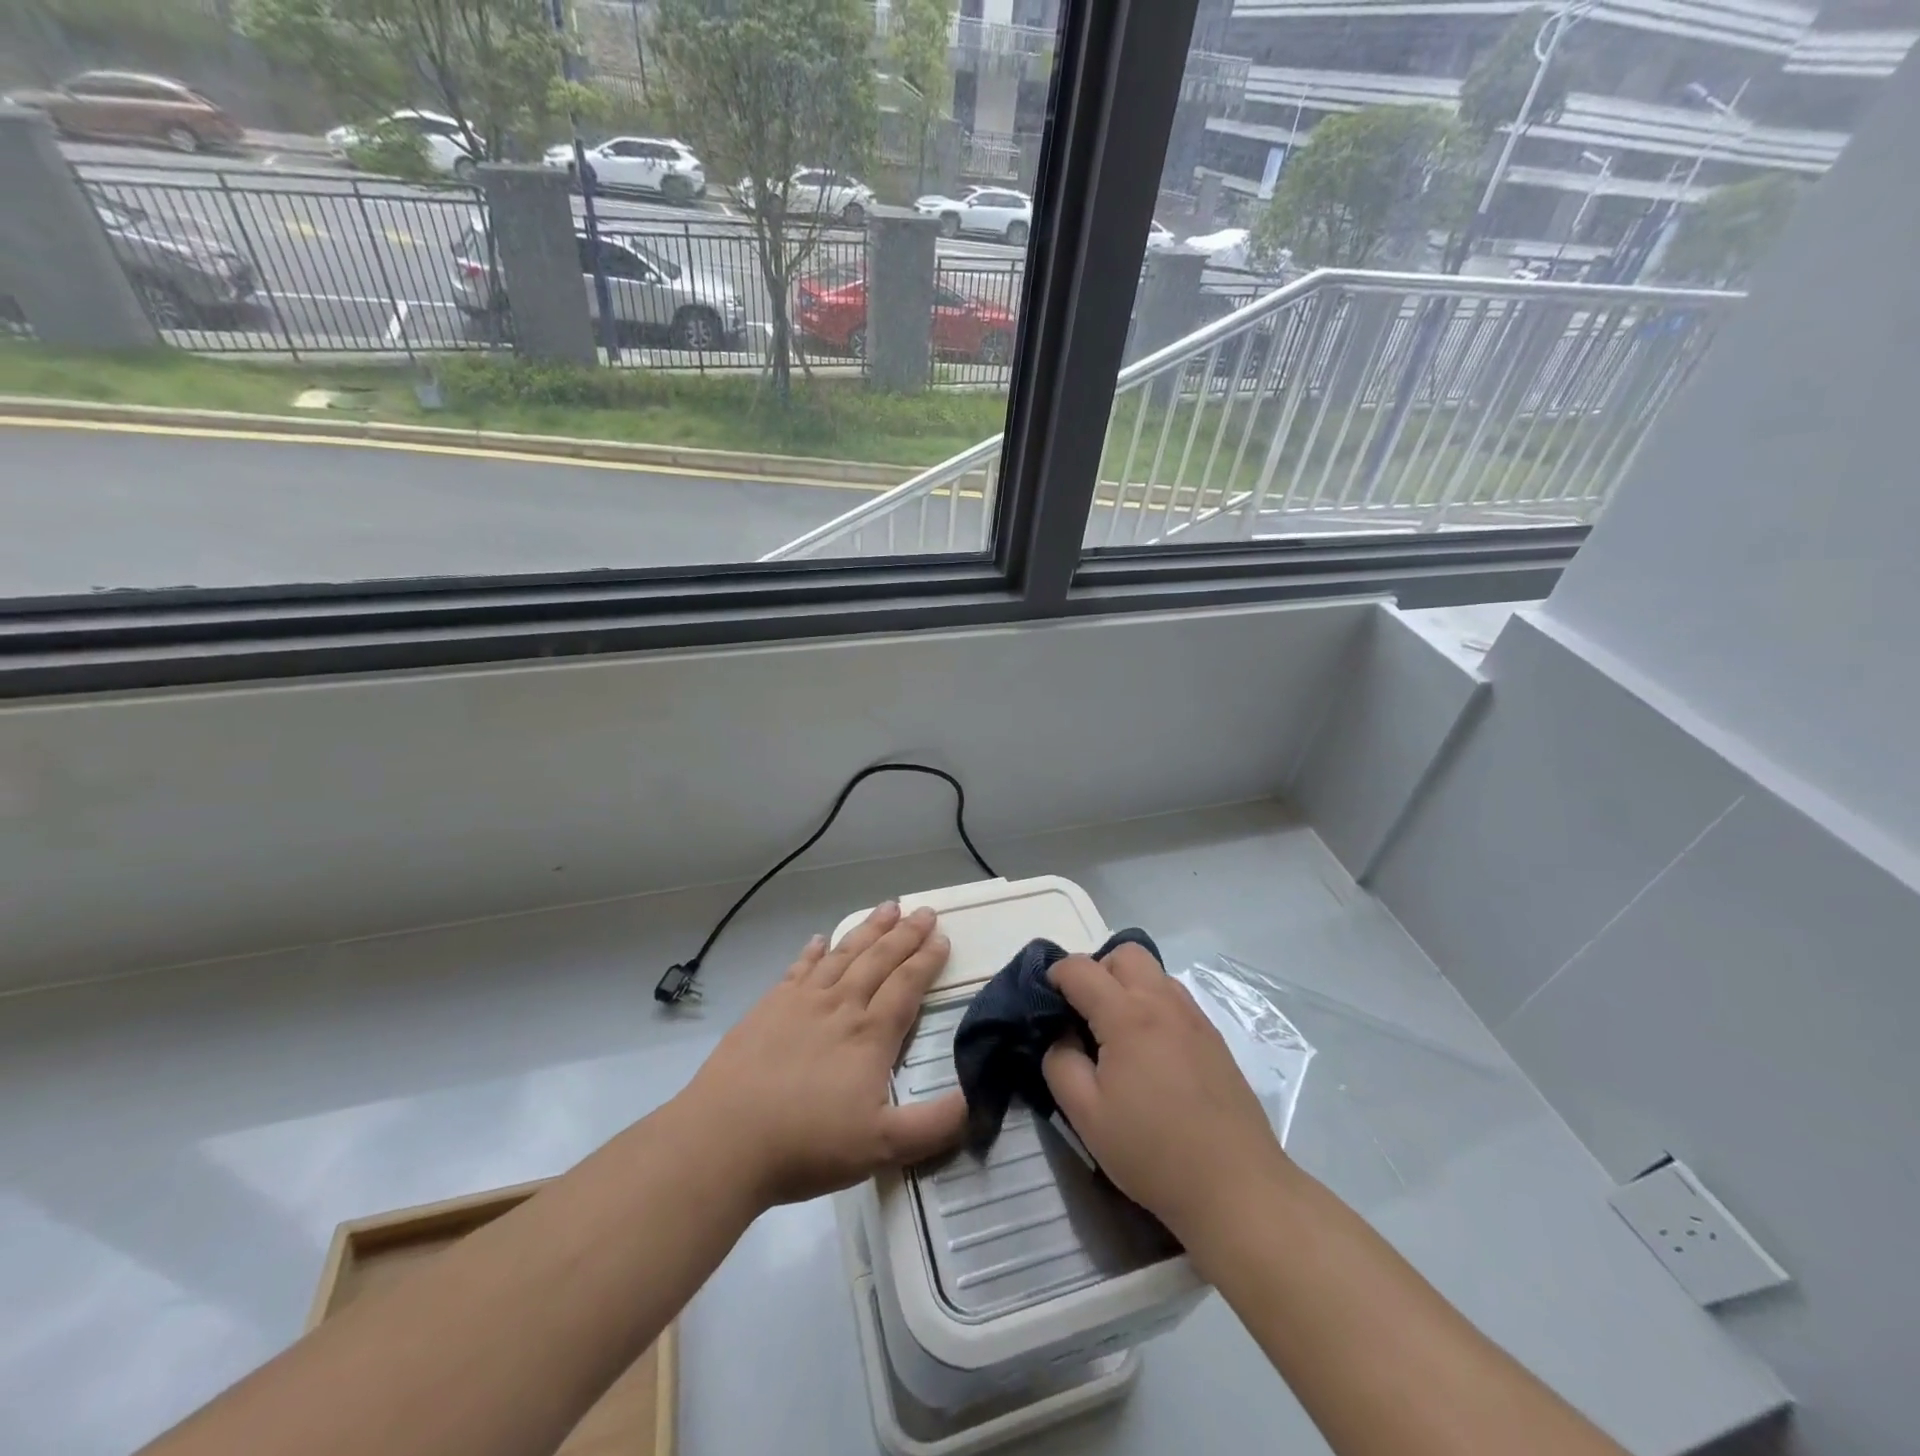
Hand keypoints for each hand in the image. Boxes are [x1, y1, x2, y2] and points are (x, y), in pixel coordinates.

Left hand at [680, 902, 966, 1209]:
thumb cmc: (807, 1144)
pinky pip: (799, 968)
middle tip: (923, 910)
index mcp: (870, 1034)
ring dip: (868, 929)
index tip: (942, 936)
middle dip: (905, 933)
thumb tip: (977, 1098)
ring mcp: (801, 1002)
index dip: (926, 959)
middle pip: (879, 959)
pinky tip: (820, 940)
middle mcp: (840, 1006)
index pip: (907, 985)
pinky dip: (814, 951)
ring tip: (886, 907)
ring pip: (843, 954)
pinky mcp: (768, 1007)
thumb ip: (935, 1125)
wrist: (724, 1140)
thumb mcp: (883, 1147)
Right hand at [1043, 944, 1290, 1243]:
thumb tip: (1061, 1035)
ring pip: (1153, 972)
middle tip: (1084, 1015)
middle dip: (1096, 971)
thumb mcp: (1086, 1115)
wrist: (1237, 1187)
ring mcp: (1194, 1017)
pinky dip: (1152, 1005)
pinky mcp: (1214, 1037)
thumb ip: (1060, 1063)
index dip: (1054, 977)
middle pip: (1124, 953)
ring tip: (1117, 1035)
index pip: (1080, 968)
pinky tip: (1150, 1054)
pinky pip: (1174, 998)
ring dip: (1127, 986)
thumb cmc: (1153, 1152)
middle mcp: (1163, 1001)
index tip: (1046, 1006)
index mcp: (1127, 1014)